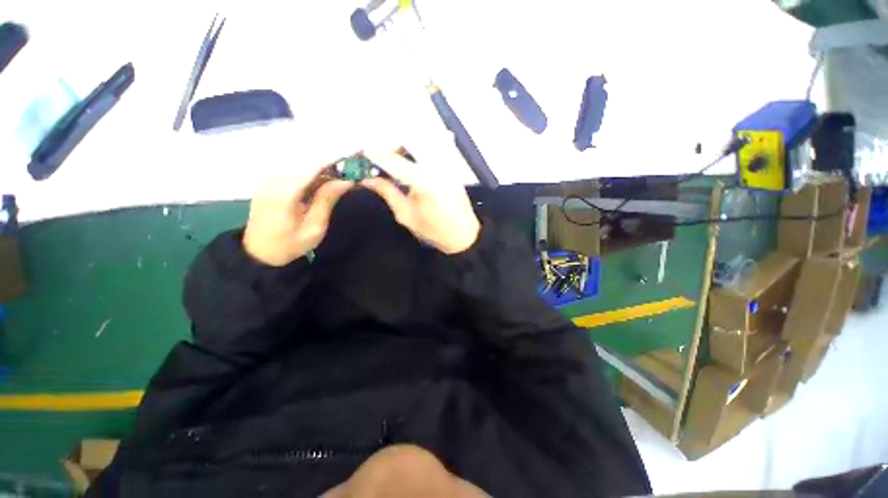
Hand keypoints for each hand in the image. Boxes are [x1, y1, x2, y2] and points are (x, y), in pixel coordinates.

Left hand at [244, 168, 352, 265]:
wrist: (259, 252)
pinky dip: (307, 174)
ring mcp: (267, 179)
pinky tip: (315, 187)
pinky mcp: (266, 181)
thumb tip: (345, 181)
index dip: (333, 164)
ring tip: (332, 185)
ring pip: (299, 164)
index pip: (312, 167)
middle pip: (306, 163)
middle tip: (343, 180)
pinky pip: (291, 170)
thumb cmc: (290, 244)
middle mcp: (273, 180)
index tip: (350, 168)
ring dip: (318, 171)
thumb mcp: (315, 227)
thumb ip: (327, 200)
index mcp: (285, 193)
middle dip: (327, 168)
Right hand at [361, 151, 479, 254]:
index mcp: (423, 182)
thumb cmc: (434, 230)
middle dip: (389, 143)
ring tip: (393, 156)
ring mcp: (446, 163)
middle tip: (378, 155)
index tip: (362, 152)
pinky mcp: (451, 165)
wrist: (464, 234)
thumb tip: (367, 179)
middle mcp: (436, 166)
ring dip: (403, 143)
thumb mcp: (406, 216)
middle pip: (408, 140)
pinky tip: (410, 155)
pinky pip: (433, 145)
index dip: (375, 154)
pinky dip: (418, 146)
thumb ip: (387, 193)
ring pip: (421, 139)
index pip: (393, 160)